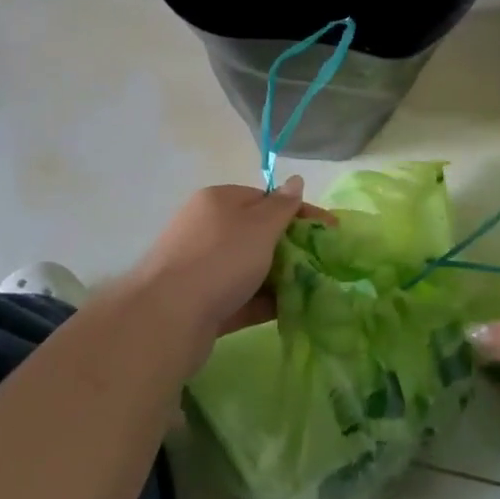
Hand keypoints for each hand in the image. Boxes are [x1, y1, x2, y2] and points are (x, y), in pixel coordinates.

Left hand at [133, 178, 330, 345]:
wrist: (167, 318)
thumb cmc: (220, 260)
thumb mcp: (259, 226)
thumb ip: (282, 206)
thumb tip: (296, 180)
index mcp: (219, 201)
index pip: (267, 199)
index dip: (300, 212)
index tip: (332, 232)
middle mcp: (208, 229)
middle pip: (258, 234)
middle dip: (292, 248)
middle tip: (324, 265)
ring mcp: (202, 267)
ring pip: (251, 268)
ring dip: (280, 278)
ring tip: (314, 291)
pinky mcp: (202, 303)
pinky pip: (241, 297)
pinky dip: (264, 302)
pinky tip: (291, 311)